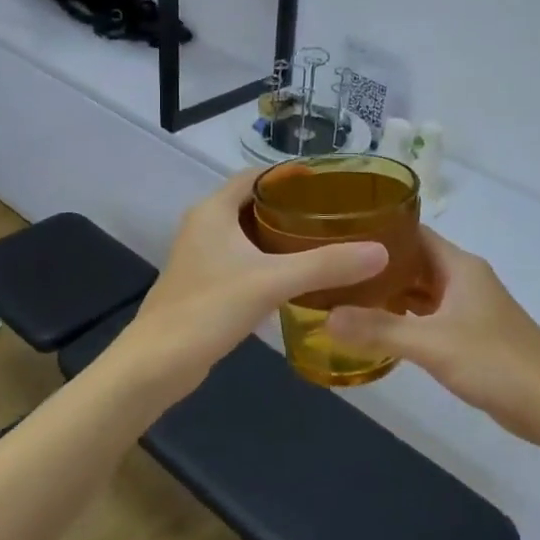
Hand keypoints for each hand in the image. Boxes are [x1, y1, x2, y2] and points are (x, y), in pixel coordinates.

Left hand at [114, 170, 388, 400]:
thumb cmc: (208, 309)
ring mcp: (202, 256)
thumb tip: (381, 252)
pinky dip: (270, 260)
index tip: (331, 183)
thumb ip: (325, 265)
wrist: (157, 363)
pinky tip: (298, 276)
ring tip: (326, 241)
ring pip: (249, 234)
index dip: (291, 175)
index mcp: (213, 210)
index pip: (257, 176)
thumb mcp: (272, 282)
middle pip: (254, 203)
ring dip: (281, 235)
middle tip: (336, 214)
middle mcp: (204, 225)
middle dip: (293, 206)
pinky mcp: (205, 284)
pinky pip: (244, 260)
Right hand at [326, 229, 539, 450]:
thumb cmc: (496, 362)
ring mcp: (469, 308)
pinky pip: (429, 316)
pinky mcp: (471, 335)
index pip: (413, 232)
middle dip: (376, 265)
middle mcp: (464, 279)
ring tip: (344, 296)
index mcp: (459, 266)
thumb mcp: (433, 344)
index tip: (338, 233)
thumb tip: (325, 316)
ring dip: (389, 293)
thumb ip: (380, 330)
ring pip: (421, 290)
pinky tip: (378, 329)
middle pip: (414, 261)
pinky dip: (405, 318)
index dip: (378, 230)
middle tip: (332, 268)